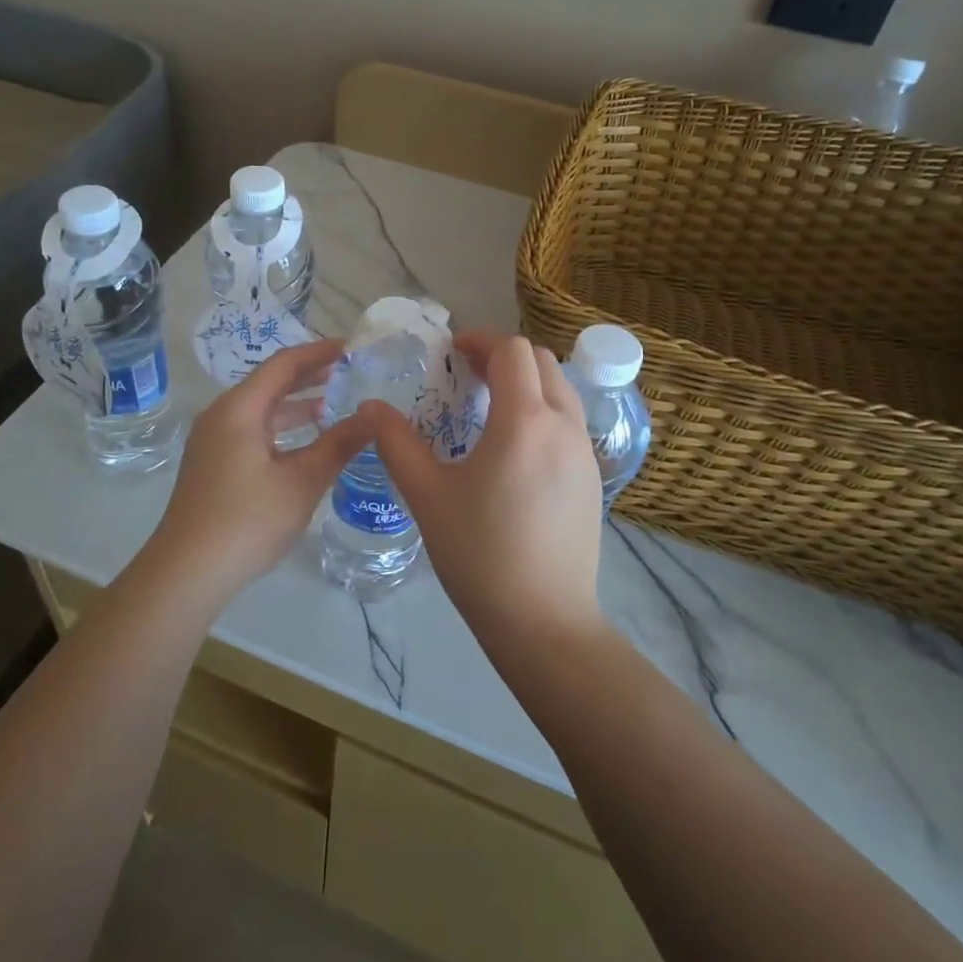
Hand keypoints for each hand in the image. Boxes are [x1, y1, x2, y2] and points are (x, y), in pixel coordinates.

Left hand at [140, 339, 370, 604]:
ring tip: (335, 404)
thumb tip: (373, 416)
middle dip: (310, 376)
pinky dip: (282, 430)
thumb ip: (339, 444)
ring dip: (296, 406)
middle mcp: (222, 416)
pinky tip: (306, 445)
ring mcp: (213, 442)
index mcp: (239, 409)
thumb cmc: (247, 520)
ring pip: (261, 411)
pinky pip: (253, 432)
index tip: (353, 348)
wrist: (187, 572)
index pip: (284, 364)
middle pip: (270, 383)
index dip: (320, 352)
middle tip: (350, 371)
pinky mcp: (213, 465)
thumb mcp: (302, 481)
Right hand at [360, 330, 604, 648]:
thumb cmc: (480, 554)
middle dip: (502, 357)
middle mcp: (564, 425)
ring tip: (488, 408)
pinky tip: (514, 449)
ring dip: (526, 382)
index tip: (450, 352)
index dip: (479, 340)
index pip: (511, 350)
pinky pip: (569, 422)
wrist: (544, 621)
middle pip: (541, 361)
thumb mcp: (427, 496)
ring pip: (561, 390)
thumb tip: (369, 409)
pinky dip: (542, 411)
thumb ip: (396, 444)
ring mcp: (584, 453)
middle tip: (465, 375)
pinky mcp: (593, 479)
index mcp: (524, 421)